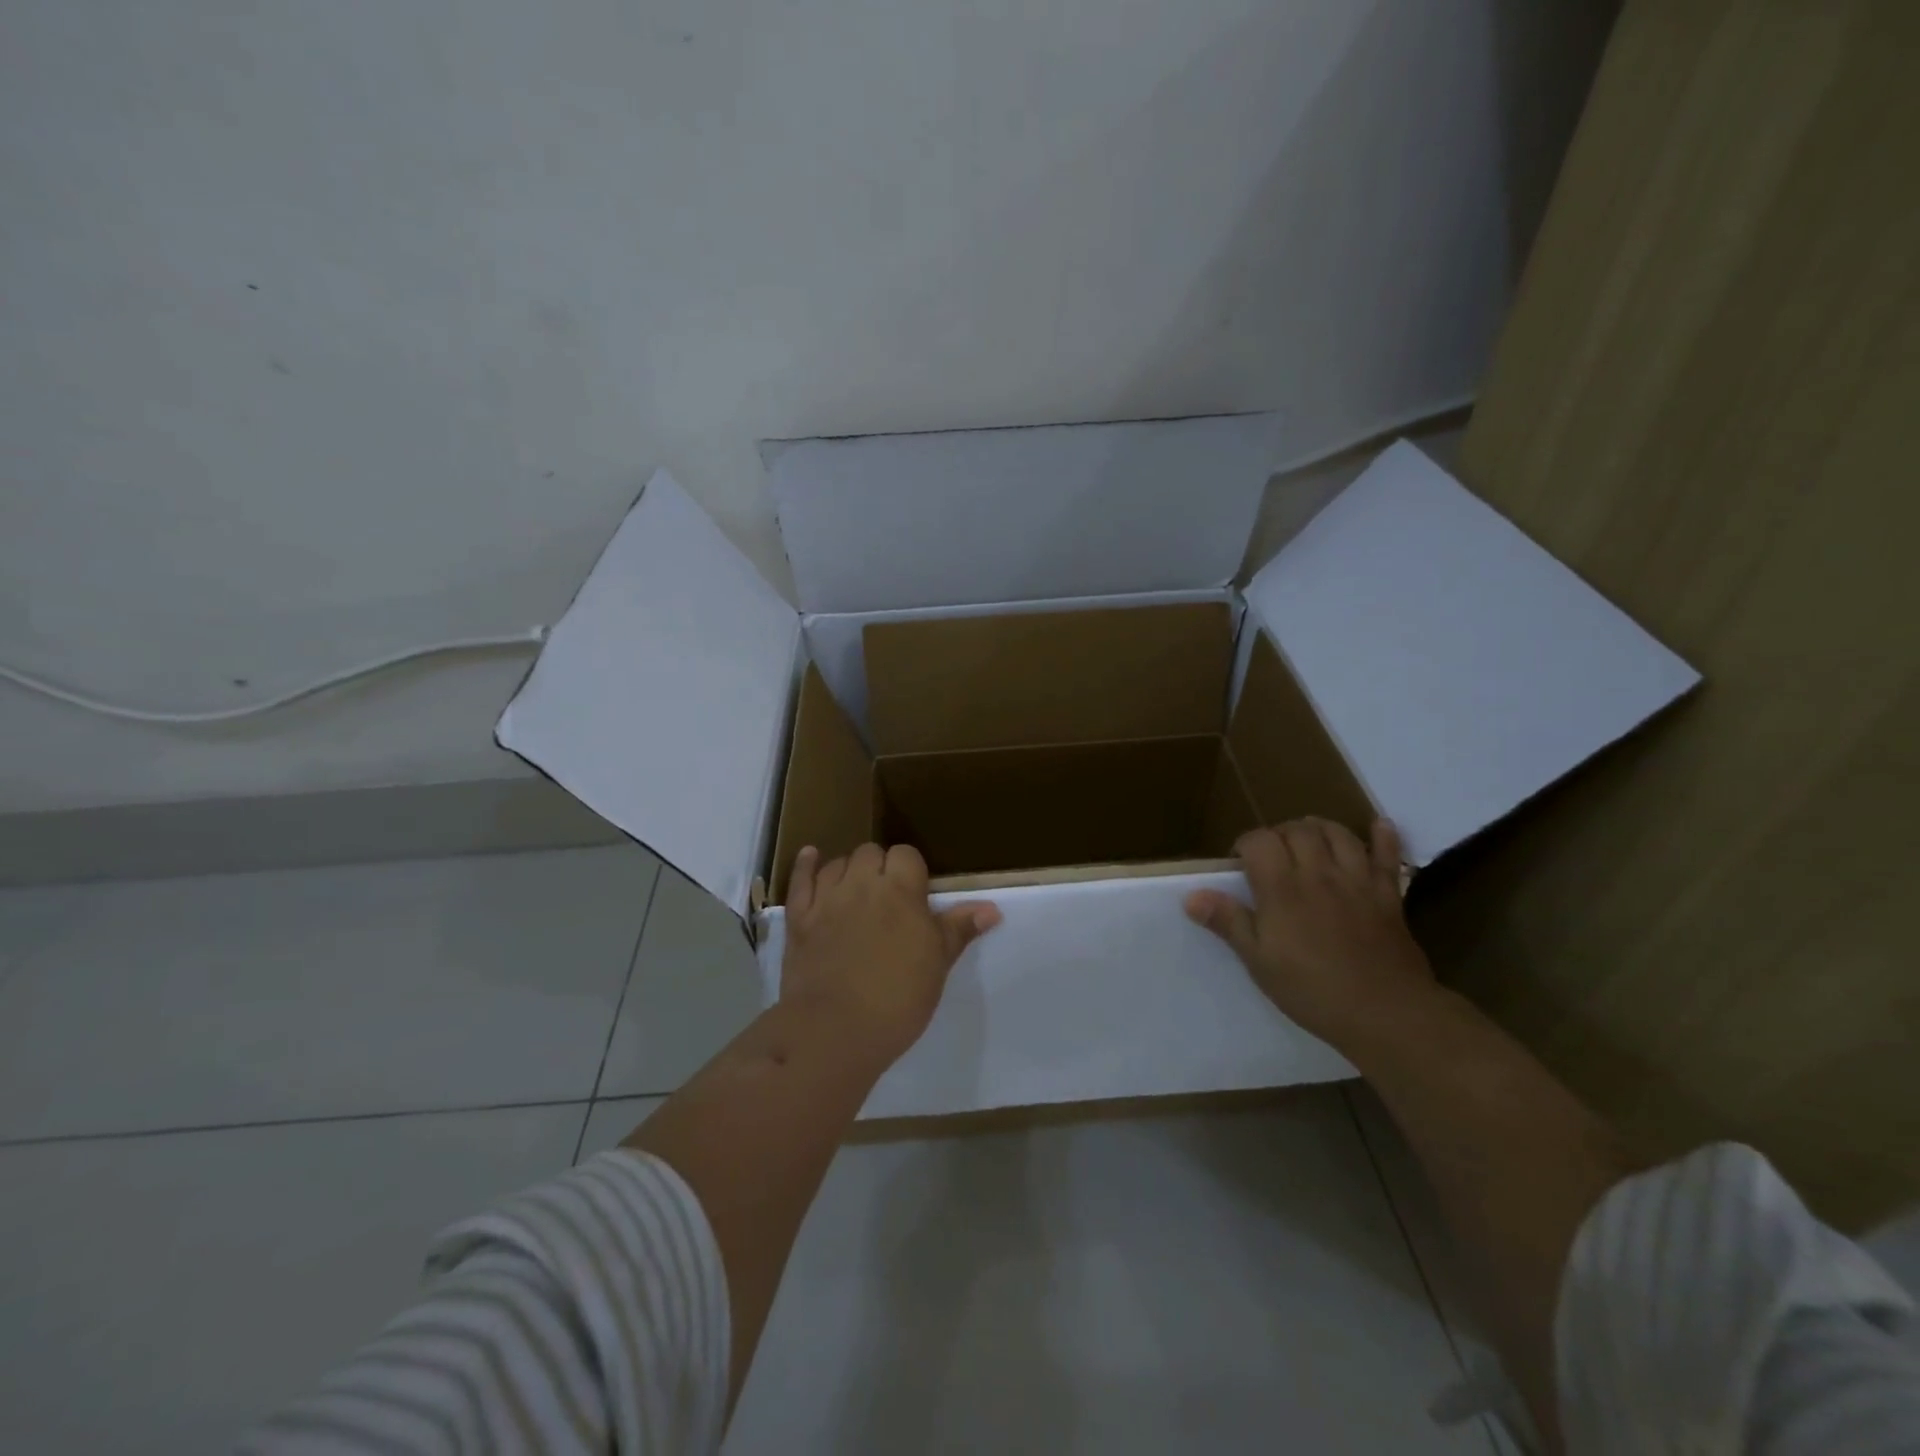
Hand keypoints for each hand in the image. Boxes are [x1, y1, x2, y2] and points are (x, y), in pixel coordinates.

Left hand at [781, 843, 1000, 1064]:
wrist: (835, 1030)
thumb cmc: (898, 998)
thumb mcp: (937, 964)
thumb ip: (959, 929)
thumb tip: (991, 909)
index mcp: (901, 891)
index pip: (906, 855)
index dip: (911, 871)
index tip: (915, 895)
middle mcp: (863, 884)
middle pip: (871, 852)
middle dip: (881, 867)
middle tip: (888, 897)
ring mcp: (826, 898)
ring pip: (838, 863)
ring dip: (849, 870)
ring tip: (857, 891)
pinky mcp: (799, 917)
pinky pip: (800, 880)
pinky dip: (806, 865)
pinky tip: (811, 857)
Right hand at [1184, 817, 1433, 1045]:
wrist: (1386, 1014)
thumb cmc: (1312, 990)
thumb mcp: (1259, 962)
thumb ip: (1228, 922)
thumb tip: (1191, 896)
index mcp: (1282, 888)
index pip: (1259, 840)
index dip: (1245, 844)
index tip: (1239, 863)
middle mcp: (1319, 873)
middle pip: (1299, 829)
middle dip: (1280, 833)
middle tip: (1272, 855)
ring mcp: (1357, 881)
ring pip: (1339, 833)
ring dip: (1320, 828)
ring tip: (1310, 840)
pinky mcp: (1388, 895)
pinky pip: (1387, 856)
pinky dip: (1382, 837)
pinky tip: (1378, 826)